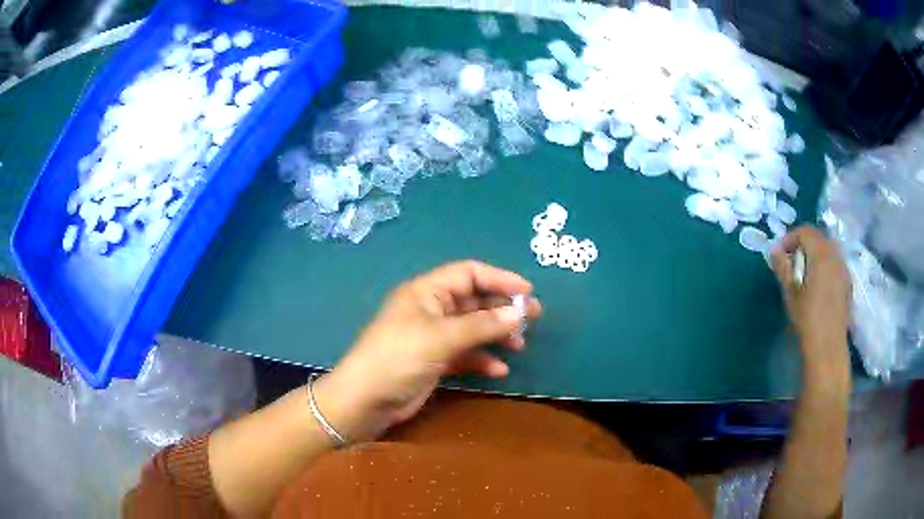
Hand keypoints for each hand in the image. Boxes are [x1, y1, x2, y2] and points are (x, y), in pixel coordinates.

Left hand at [313, 261, 541, 442]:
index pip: (469, 273)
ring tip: (519, 344)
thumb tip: (518, 312)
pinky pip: (465, 353)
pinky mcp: (434, 360)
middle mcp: (431, 309)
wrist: (365, 400)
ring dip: (496, 334)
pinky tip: (499, 370)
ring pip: (472, 328)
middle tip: (532, 317)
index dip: (499, 278)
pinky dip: (482, 359)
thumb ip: (481, 325)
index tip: (528, 291)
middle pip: (474, 301)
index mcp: (426, 292)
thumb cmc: (398, 358)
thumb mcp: (441, 337)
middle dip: (502, 308)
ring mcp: (432, 336)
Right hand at [770, 226, 851, 367]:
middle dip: (804, 244)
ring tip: (806, 273)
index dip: (790, 238)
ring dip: (816, 254)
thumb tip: (774, 250)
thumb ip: (783, 268)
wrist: (828, 346)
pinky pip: (836, 263)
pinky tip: (819, 285)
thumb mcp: (790, 294)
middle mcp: (835, 255)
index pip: (805, 231)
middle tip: (792, 261)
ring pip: (829, 249)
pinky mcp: (848, 283)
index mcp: (821, 254)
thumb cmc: (807, 319)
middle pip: (819, 237)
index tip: (780, 254)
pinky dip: (826, 265)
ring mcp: (844, 268)